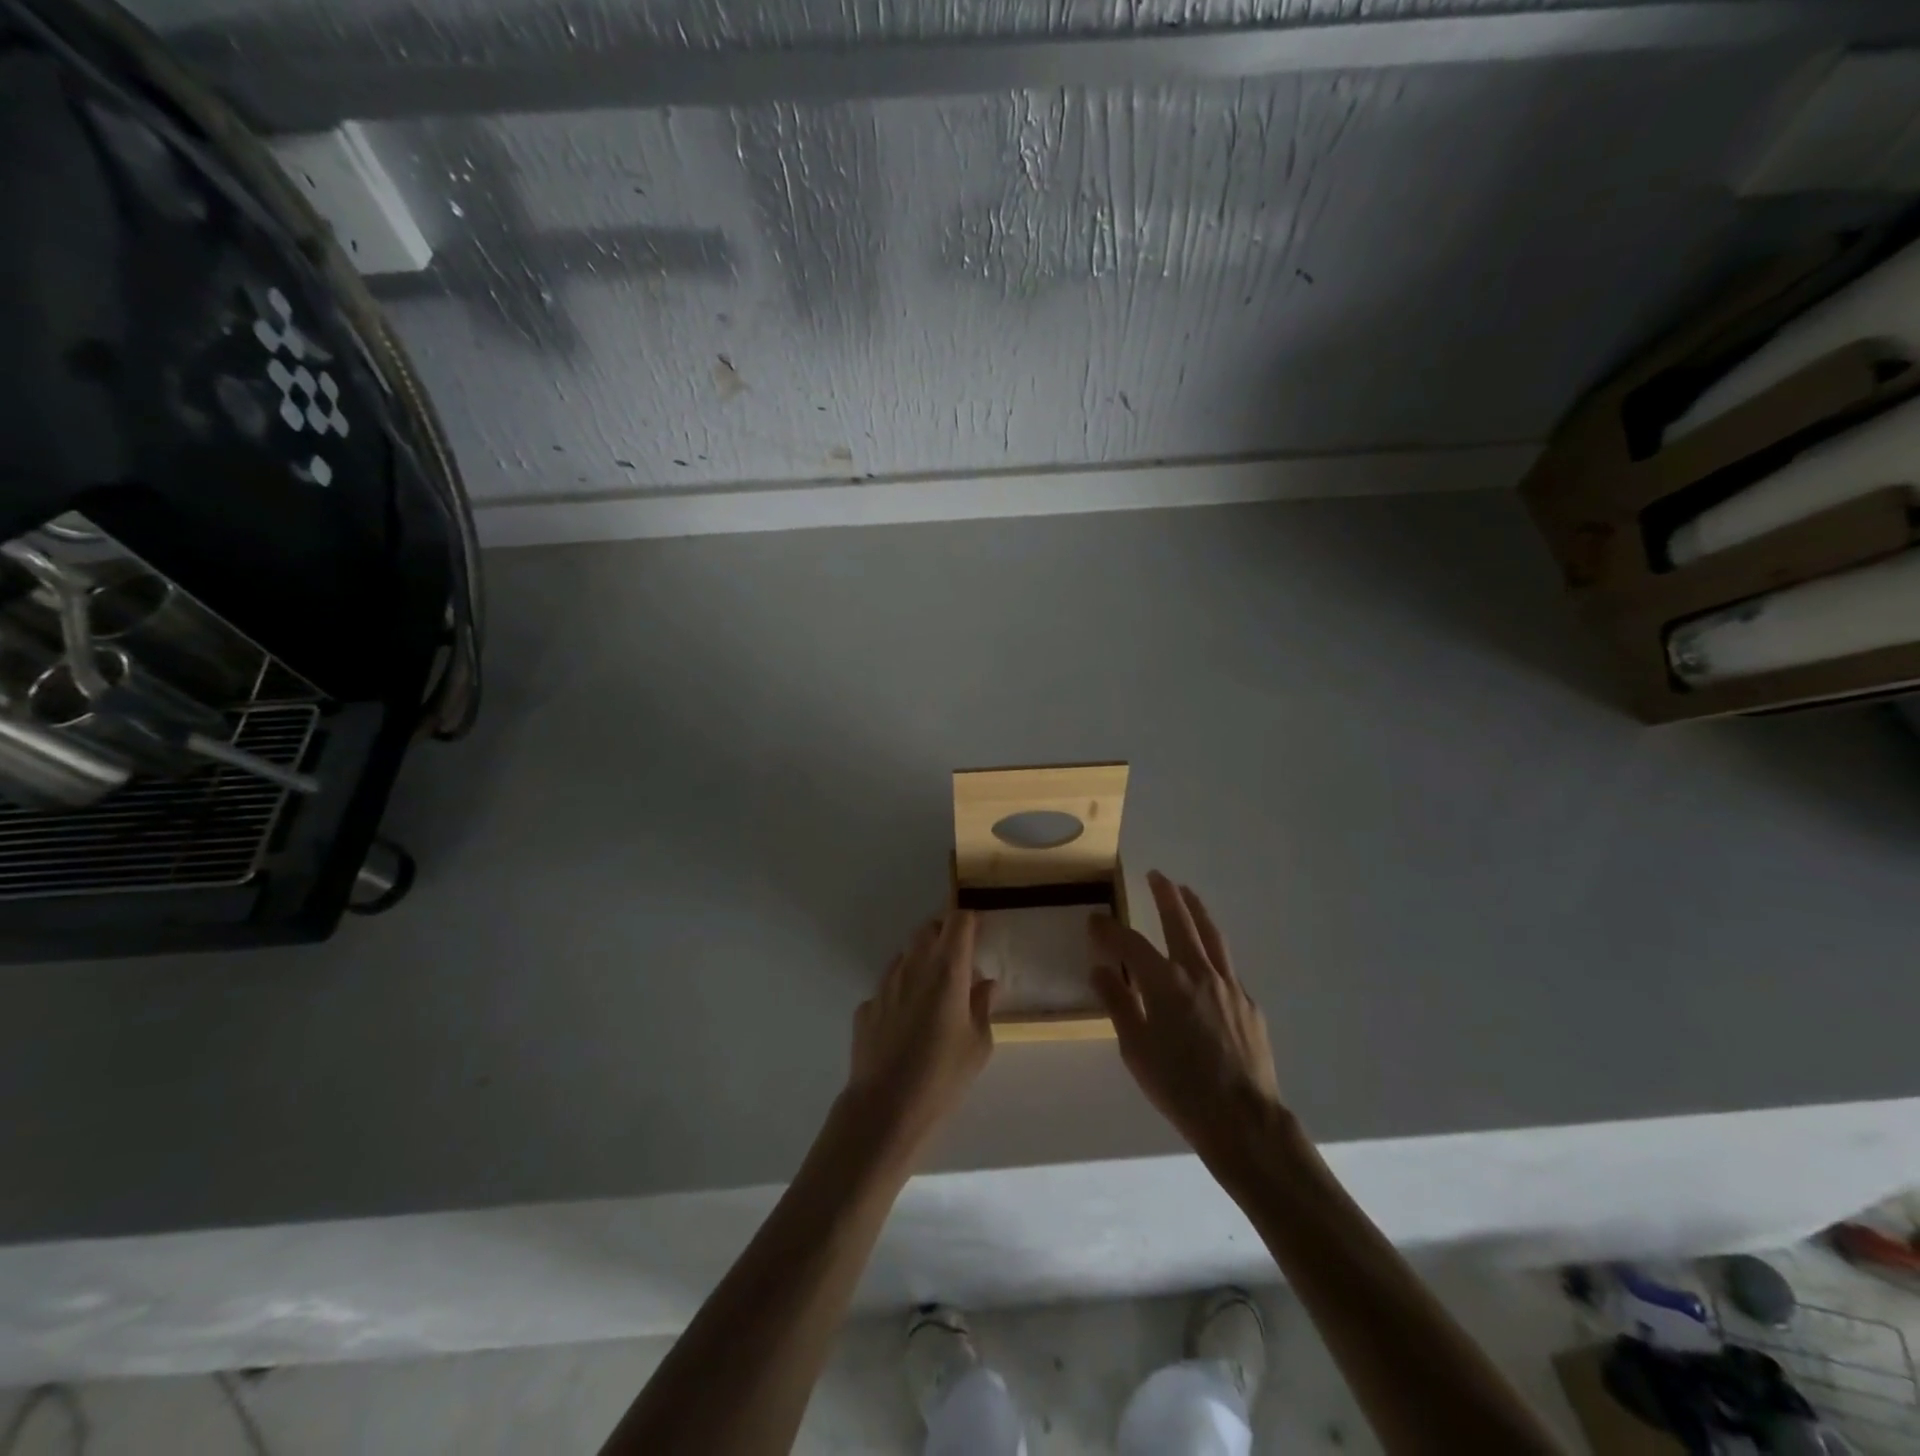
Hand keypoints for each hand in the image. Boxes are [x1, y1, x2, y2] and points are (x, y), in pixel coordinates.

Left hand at [845, 912, 996, 1155]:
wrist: (885, 1108)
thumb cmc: (943, 1075)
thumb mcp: (978, 1044)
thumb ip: (983, 1006)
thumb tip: (986, 984)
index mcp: (947, 970)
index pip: (958, 921)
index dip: (971, 921)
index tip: (981, 932)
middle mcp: (913, 966)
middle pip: (929, 929)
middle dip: (945, 936)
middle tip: (961, 961)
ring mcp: (885, 984)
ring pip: (906, 955)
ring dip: (923, 962)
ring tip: (935, 994)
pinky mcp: (867, 1006)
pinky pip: (889, 986)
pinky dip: (902, 991)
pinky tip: (908, 1022)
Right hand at [1090, 872, 1286, 1176]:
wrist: (1242, 1120)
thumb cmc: (1179, 1087)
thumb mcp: (1136, 1049)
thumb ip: (1118, 1003)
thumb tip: (1099, 970)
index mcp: (1165, 982)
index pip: (1130, 943)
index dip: (1109, 929)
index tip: (1095, 919)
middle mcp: (1198, 973)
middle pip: (1180, 921)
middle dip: (1165, 895)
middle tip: (1155, 875)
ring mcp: (1228, 985)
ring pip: (1211, 934)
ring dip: (1195, 909)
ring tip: (1186, 891)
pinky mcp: (1248, 1003)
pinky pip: (1226, 965)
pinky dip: (1212, 949)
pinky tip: (1207, 956)